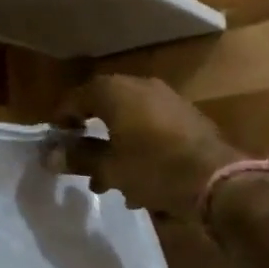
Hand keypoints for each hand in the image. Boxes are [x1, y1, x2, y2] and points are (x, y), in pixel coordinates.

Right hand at [53, 74, 238, 218]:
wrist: (219, 180)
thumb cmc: (155, 169)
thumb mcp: (111, 168)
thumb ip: (79, 159)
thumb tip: (49, 156)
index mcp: (116, 92)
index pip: (77, 97)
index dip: (62, 118)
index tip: (57, 141)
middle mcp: (141, 87)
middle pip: (105, 106)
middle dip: (91, 136)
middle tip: (81, 162)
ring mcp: (168, 100)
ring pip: (130, 120)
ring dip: (116, 145)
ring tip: (109, 180)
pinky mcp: (188, 118)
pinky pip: (152, 128)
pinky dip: (139, 147)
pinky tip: (141, 181)